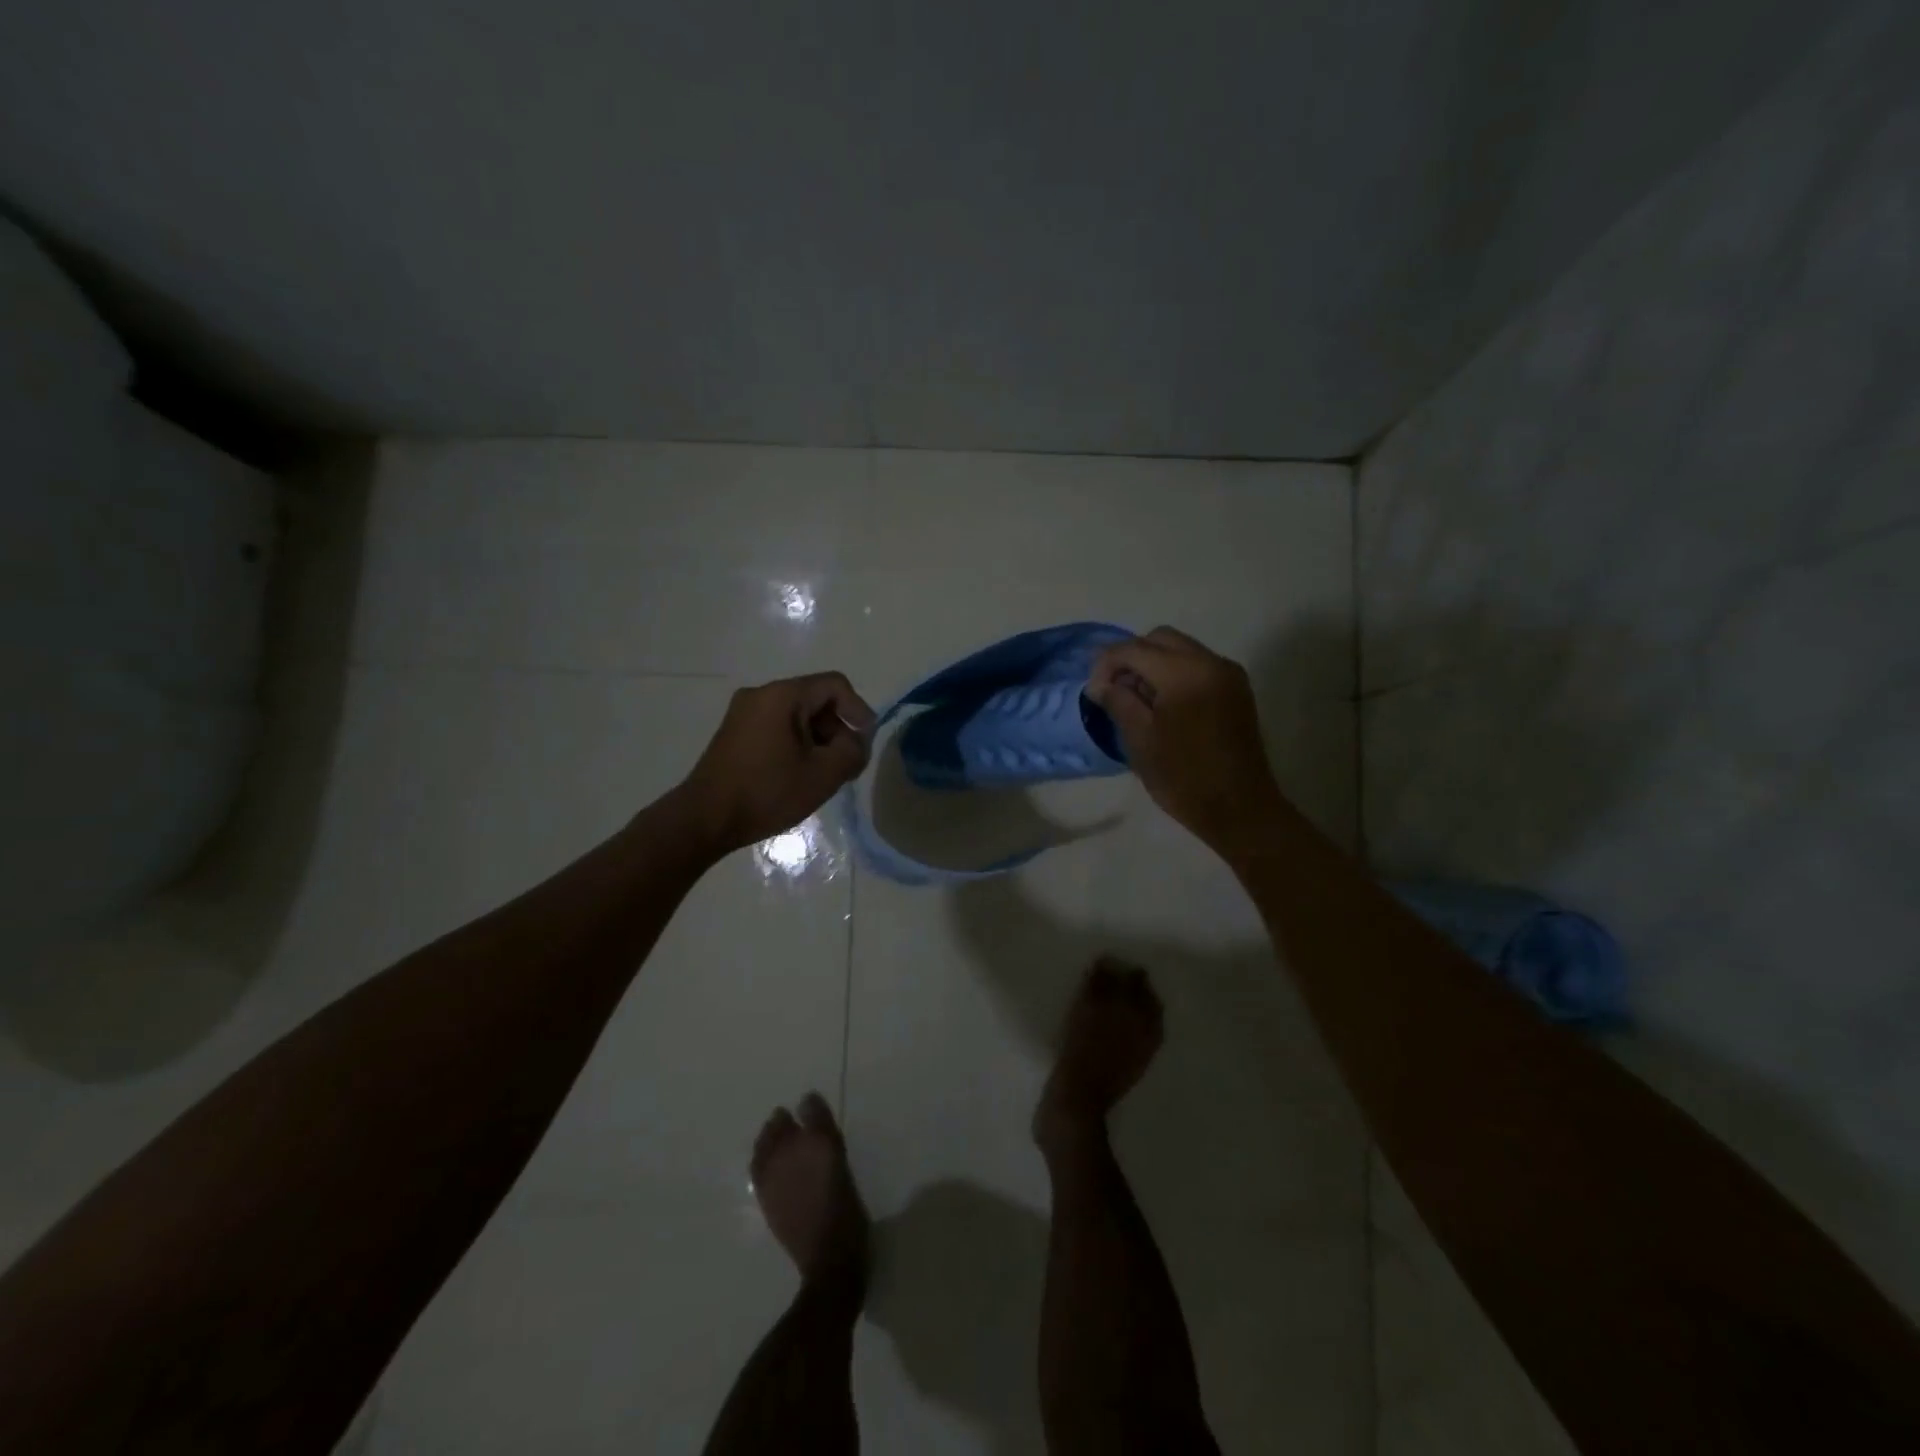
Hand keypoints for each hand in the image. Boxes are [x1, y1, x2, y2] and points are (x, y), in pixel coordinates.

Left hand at [680, 672, 874, 854]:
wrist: (705, 819)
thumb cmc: (767, 793)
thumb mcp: (824, 774)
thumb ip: (852, 751)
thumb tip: (856, 742)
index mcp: (782, 695)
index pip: (835, 685)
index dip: (858, 710)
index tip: (865, 742)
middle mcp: (760, 694)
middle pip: (815, 699)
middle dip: (838, 729)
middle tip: (847, 764)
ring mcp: (743, 713)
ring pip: (797, 715)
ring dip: (819, 739)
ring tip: (825, 774)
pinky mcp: (735, 733)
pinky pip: (778, 727)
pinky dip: (797, 744)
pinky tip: (800, 774)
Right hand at [1086, 627, 1284, 850]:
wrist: (1240, 808)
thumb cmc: (1184, 778)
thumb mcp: (1140, 739)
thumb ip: (1118, 701)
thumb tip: (1100, 684)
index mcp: (1185, 673)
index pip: (1134, 649)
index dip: (1106, 664)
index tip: (1093, 691)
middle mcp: (1210, 662)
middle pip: (1160, 639)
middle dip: (1130, 657)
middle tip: (1113, 690)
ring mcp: (1228, 674)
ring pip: (1180, 649)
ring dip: (1152, 664)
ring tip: (1135, 699)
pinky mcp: (1236, 689)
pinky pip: (1197, 665)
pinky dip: (1173, 673)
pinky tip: (1161, 704)